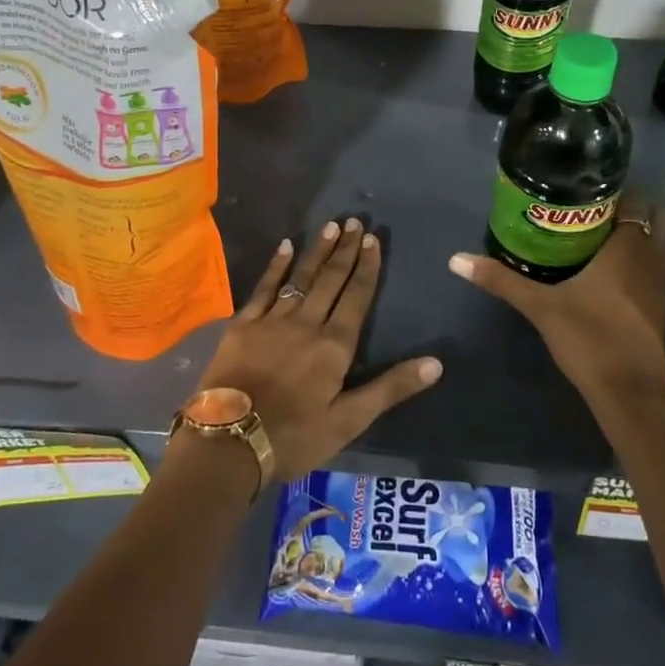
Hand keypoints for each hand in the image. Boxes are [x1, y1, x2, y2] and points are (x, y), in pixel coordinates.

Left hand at [198, 217, 442, 482]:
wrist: (228, 445)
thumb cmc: (294, 437)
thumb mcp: (349, 421)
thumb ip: (390, 388)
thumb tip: (436, 363)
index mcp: (334, 346)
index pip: (356, 296)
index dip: (367, 267)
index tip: (373, 239)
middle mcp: (306, 323)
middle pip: (330, 280)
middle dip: (345, 250)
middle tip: (354, 221)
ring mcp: (272, 321)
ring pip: (300, 278)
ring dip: (317, 251)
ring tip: (330, 226)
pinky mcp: (243, 326)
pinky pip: (263, 288)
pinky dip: (276, 266)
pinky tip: (285, 246)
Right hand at [447, 201, 664, 411]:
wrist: (629, 393)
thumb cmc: (589, 338)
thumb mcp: (540, 306)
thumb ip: (501, 280)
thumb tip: (457, 259)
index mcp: (628, 247)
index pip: (637, 199)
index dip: (619, 188)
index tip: (588, 185)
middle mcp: (651, 258)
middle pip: (654, 216)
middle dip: (630, 207)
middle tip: (591, 207)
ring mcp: (660, 285)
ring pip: (658, 244)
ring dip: (637, 233)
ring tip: (597, 232)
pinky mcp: (659, 308)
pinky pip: (654, 268)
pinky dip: (639, 259)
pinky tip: (609, 269)